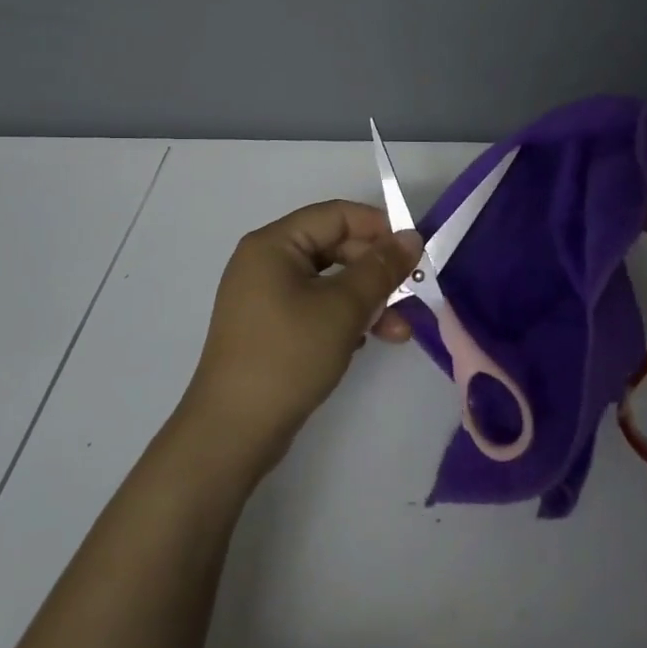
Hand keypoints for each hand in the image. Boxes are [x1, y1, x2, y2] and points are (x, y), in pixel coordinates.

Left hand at [181, 200, 421, 472]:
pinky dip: (345, 318)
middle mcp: (266, 262)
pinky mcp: (270, 327)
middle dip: (375, 272)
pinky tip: (367, 342)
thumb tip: (411, 236)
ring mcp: (265, 296)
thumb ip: (380, 269)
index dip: (378, 228)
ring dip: (366, 300)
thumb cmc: (287, 356)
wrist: (233, 431)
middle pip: (334, 247)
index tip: (413, 253)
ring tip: (399, 331)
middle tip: (411, 296)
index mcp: (273, 244)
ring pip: (329, 281)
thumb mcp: (342, 309)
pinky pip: (316, 307)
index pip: (335, 216)